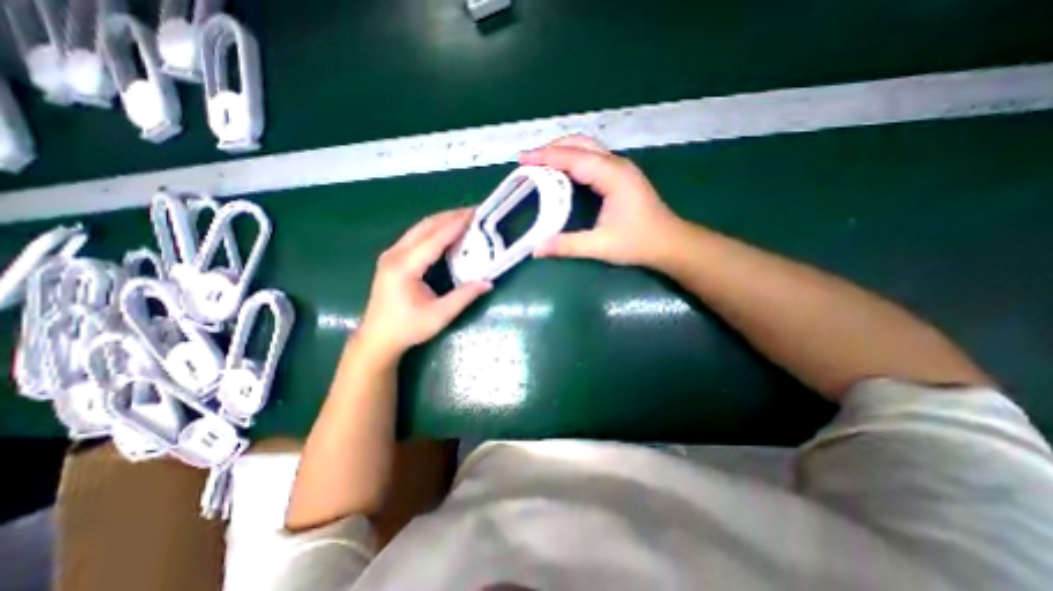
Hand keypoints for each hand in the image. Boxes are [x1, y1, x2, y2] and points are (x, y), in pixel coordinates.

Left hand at [356, 207, 491, 365]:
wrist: (377, 338)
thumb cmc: (407, 328)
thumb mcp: (439, 315)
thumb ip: (464, 296)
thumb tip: (488, 282)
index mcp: (404, 267)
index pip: (434, 239)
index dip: (456, 225)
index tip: (475, 214)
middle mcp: (395, 254)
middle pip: (425, 226)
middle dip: (450, 216)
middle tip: (474, 212)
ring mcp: (391, 254)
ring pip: (419, 228)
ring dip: (442, 220)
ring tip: (465, 217)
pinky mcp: (393, 258)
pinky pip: (416, 235)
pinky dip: (434, 230)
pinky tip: (447, 231)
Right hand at [523, 135, 686, 265]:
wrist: (670, 243)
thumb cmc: (639, 242)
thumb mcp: (601, 246)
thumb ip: (567, 245)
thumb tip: (536, 248)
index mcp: (613, 176)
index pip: (574, 158)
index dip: (546, 157)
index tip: (523, 160)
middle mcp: (617, 165)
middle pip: (580, 144)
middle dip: (552, 149)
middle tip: (528, 161)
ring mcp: (620, 168)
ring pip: (587, 148)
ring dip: (562, 152)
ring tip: (540, 164)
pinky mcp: (621, 176)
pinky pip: (592, 159)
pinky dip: (572, 160)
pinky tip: (562, 172)